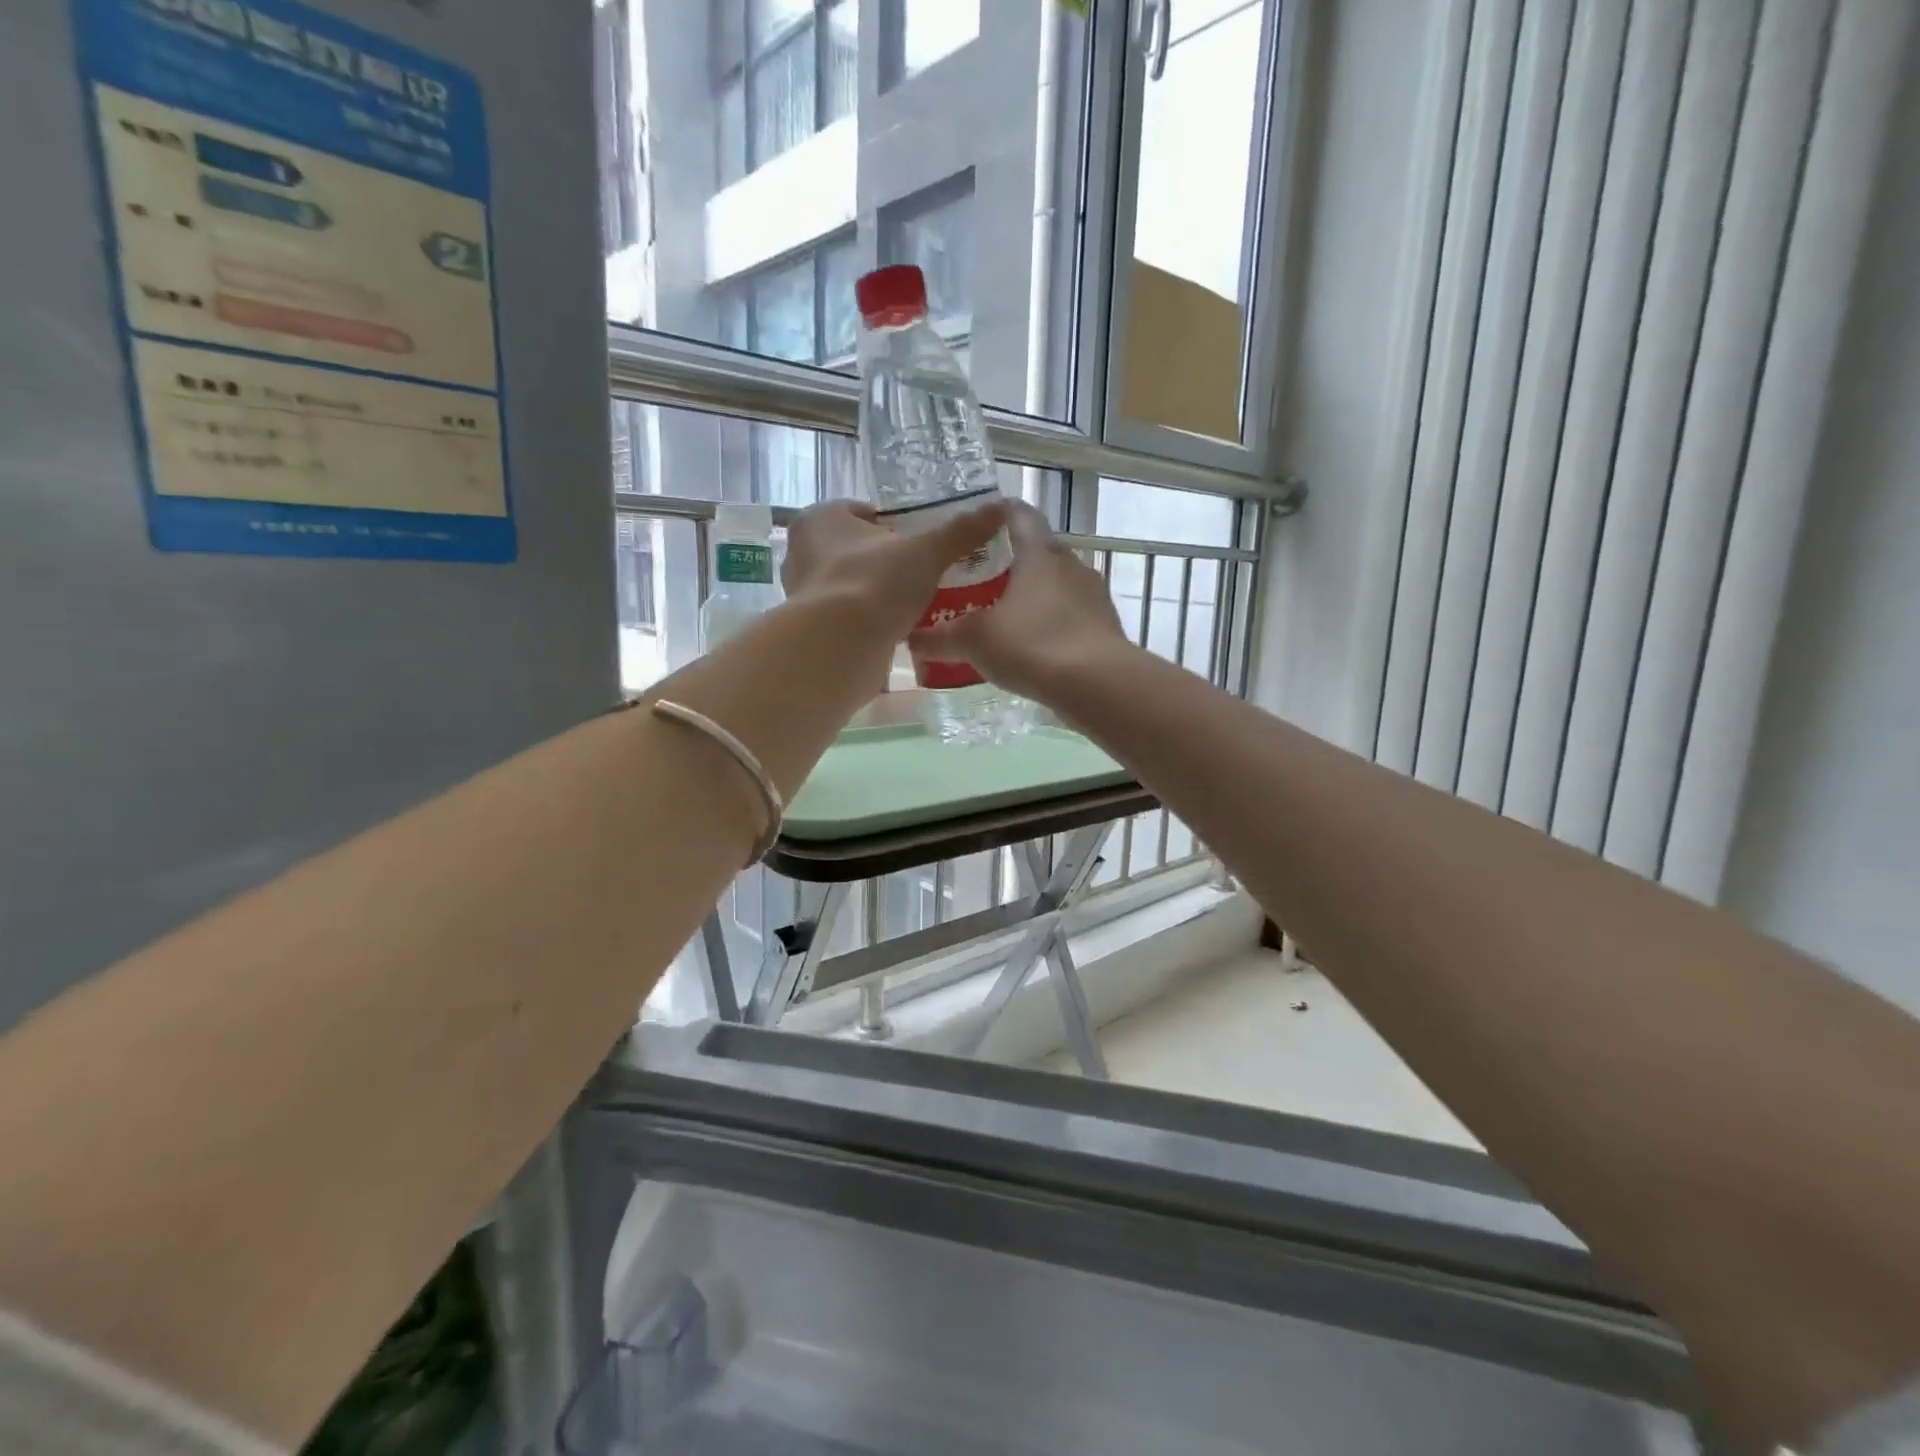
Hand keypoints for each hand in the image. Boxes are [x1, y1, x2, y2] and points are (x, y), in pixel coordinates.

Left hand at [782, 497, 1009, 643]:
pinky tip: (899, 630)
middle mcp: (802, 554)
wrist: (840, 648)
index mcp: (819, 520)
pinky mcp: (814, 631)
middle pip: (856, 551)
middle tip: (924, 573)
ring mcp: (805, 596)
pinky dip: (871, 622)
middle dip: (887, 561)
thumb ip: (960, 532)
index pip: (861, 513)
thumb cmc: (875, 584)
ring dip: (879, 593)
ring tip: (917, 602)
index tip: (921, 541)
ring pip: (853, 586)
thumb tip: (1000, 507)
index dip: (894, 525)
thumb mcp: (927, 553)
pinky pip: (850, 618)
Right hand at [911, 500, 1134, 702]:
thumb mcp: (975, 640)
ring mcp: (1094, 597)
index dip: (998, 513)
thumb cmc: (1032, 645)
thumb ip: (942, 637)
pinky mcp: (1106, 628)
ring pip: (1058, 587)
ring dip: (1035, 598)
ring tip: (1006, 619)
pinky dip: (1053, 626)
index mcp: (1040, 552)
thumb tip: (911, 638)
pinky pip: (1072, 618)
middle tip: (981, 581)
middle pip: (1039, 552)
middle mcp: (1072, 565)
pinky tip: (1035, 650)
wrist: (1098, 685)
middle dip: (1012, 564)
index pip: (1019, 514)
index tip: (978, 523)